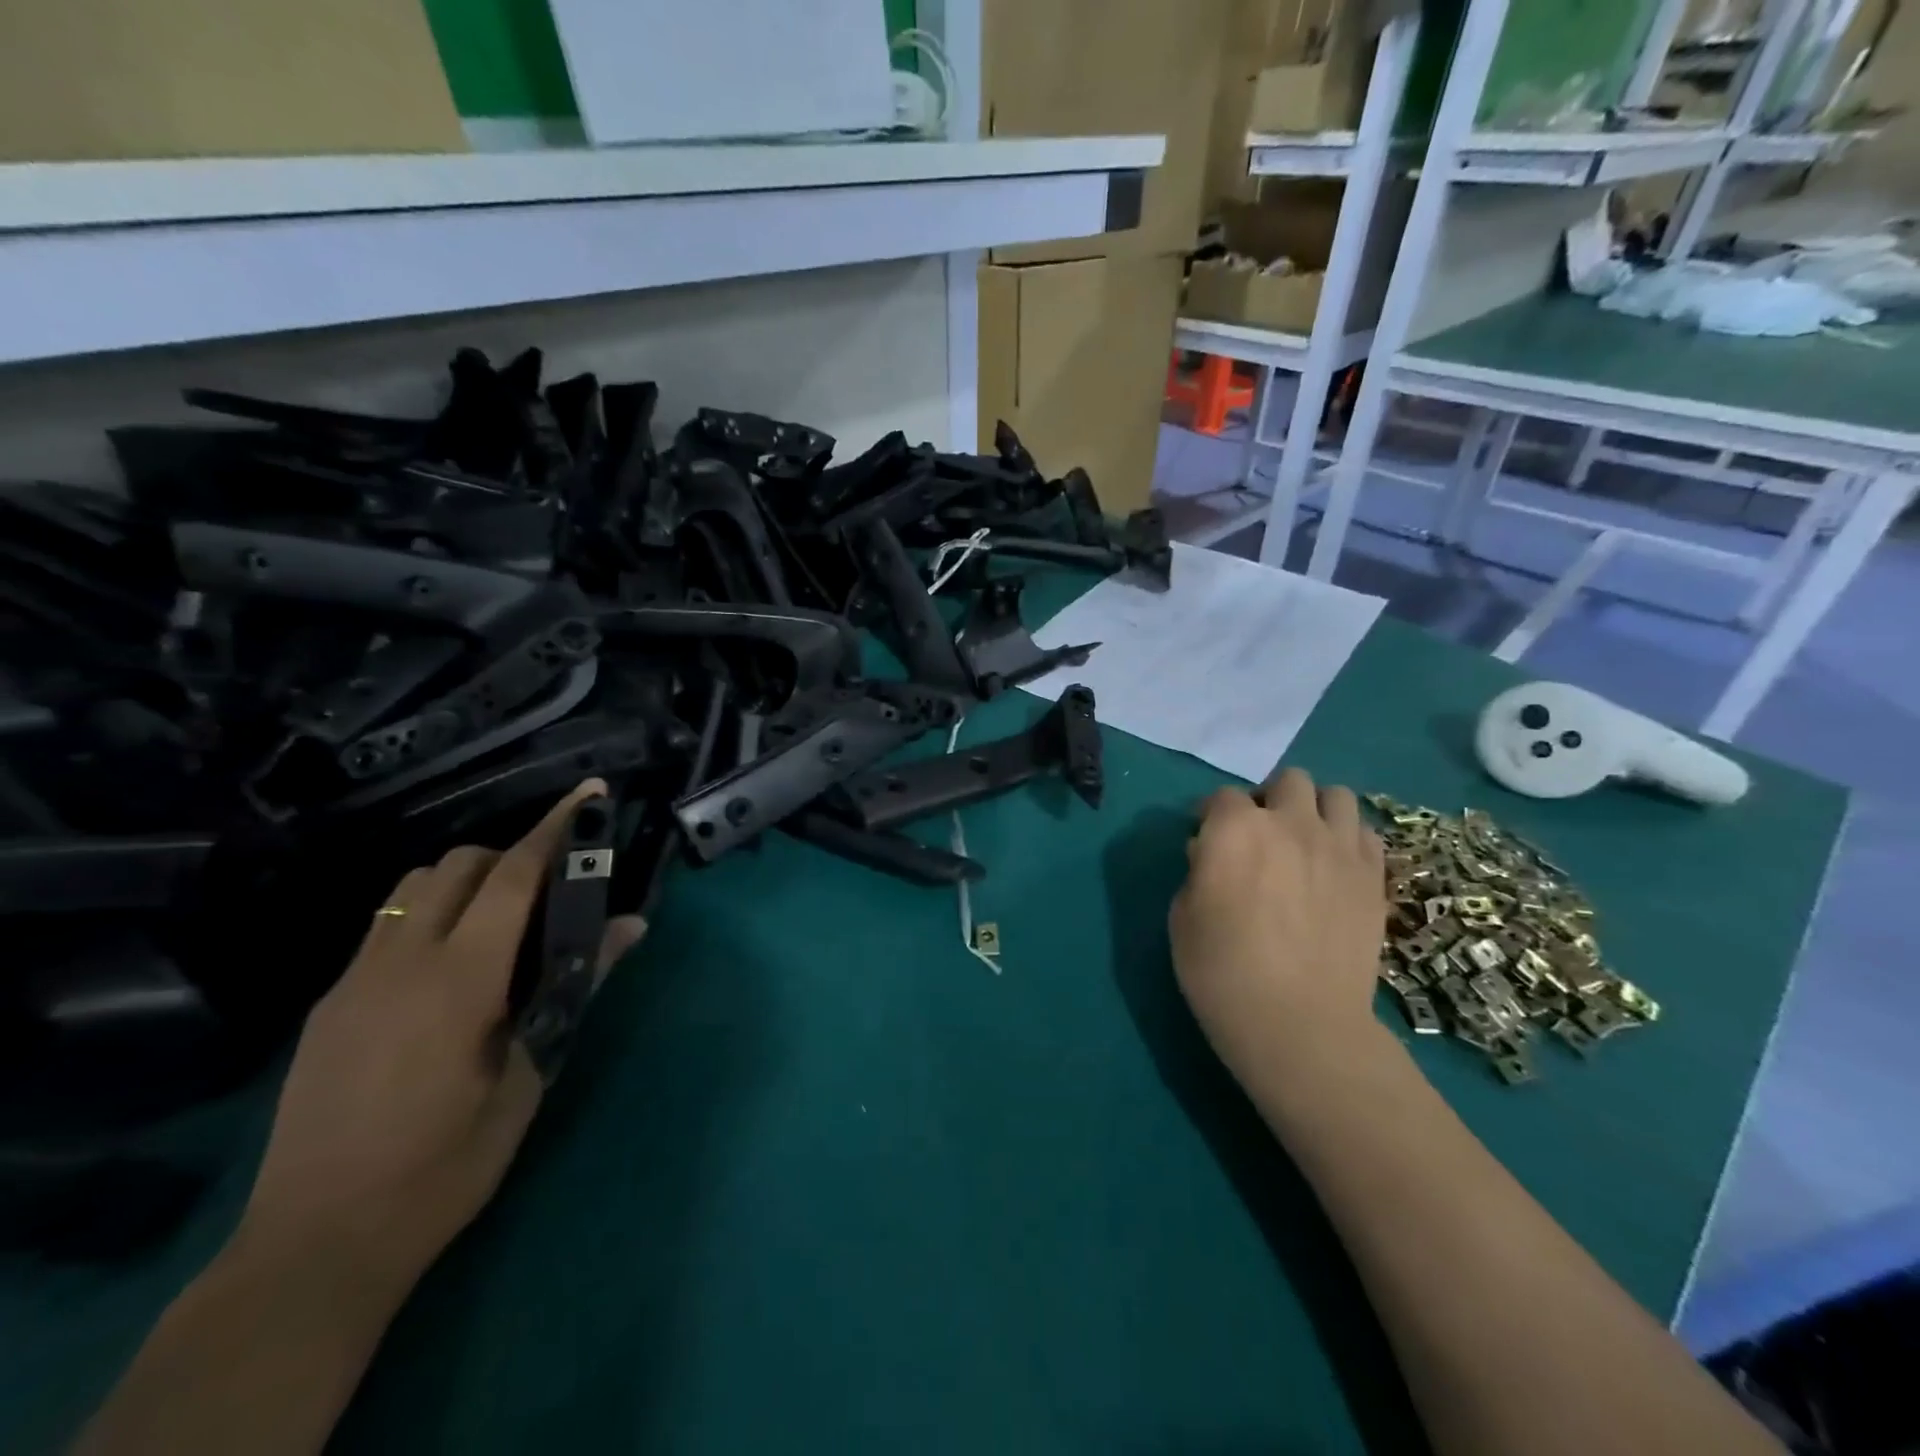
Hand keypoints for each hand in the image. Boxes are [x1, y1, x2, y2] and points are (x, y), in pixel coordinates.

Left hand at [238, 780, 645, 1290]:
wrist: (317, 1245)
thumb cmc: (446, 1165)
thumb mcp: (531, 1077)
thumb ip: (578, 988)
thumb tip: (631, 926)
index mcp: (460, 979)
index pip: (513, 876)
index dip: (555, 828)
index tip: (588, 794)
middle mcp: (400, 961)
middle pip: (460, 864)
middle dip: (513, 854)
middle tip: (554, 890)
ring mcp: (355, 979)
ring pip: (414, 886)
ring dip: (467, 880)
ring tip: (501, 923)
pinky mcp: (330, 1003)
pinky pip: (386, 925)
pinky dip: (429, 914)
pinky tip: (449, 967)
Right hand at [1169, 767, 1390, 1102]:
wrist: (1299, 1023)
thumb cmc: (1222, 970)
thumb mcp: (1182, 917)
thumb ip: (1198, 871)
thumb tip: (1212, 853)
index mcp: (1235, 829)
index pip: (1221, 797)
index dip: (1210, 814)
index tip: (1205, 836)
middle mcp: (1290, 823)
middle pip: (1287, 781)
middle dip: (1270, 799)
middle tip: (1261, 834)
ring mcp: (1339, 846)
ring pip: (1335, 795)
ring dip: (1315, 810)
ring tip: (1305, 841)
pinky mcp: (1373, 875)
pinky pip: (1365, 833)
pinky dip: (1347, 838)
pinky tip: (1334, 865)